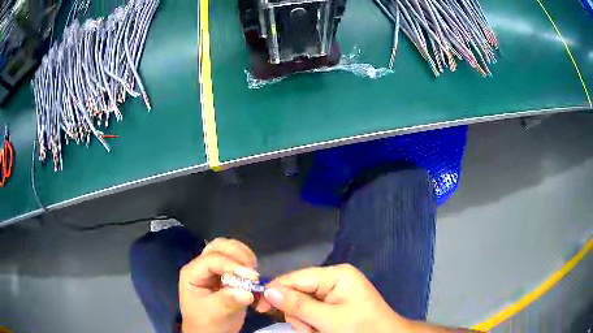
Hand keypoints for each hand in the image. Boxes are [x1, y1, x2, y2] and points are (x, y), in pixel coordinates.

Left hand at [179, 238, 258, 332]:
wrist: (209, 332)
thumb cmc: (206, 323)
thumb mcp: (214, 313)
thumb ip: (228, 301)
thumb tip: (248, 293)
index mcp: (193, 273)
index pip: (212, 259)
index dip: (232, 265)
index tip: (252, 277)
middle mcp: (203, 266)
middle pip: (219, 246)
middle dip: (238, 255)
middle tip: (252, 272)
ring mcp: (215, 268)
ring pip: (230, 249)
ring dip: (245, 257)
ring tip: (253, 274)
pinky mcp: (227, 273)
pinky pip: (239, 259)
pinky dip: (249, 263)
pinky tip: (253, 276)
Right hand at [256, 264, 409, 332]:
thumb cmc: (362, 327)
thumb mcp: (329, 319)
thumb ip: (298, 305)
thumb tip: (268, 291)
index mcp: (336, 274)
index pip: (296, 278)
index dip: (276, 290)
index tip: (260, 307)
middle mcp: (334, 278)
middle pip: (298, 290)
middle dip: (297, 312)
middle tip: (308, 328)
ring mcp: (334, 290)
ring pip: (302, 302)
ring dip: (304, 320)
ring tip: (317, 331)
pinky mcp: (334, 302)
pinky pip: (311, 309)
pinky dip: (310, 322)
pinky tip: (319, 330)